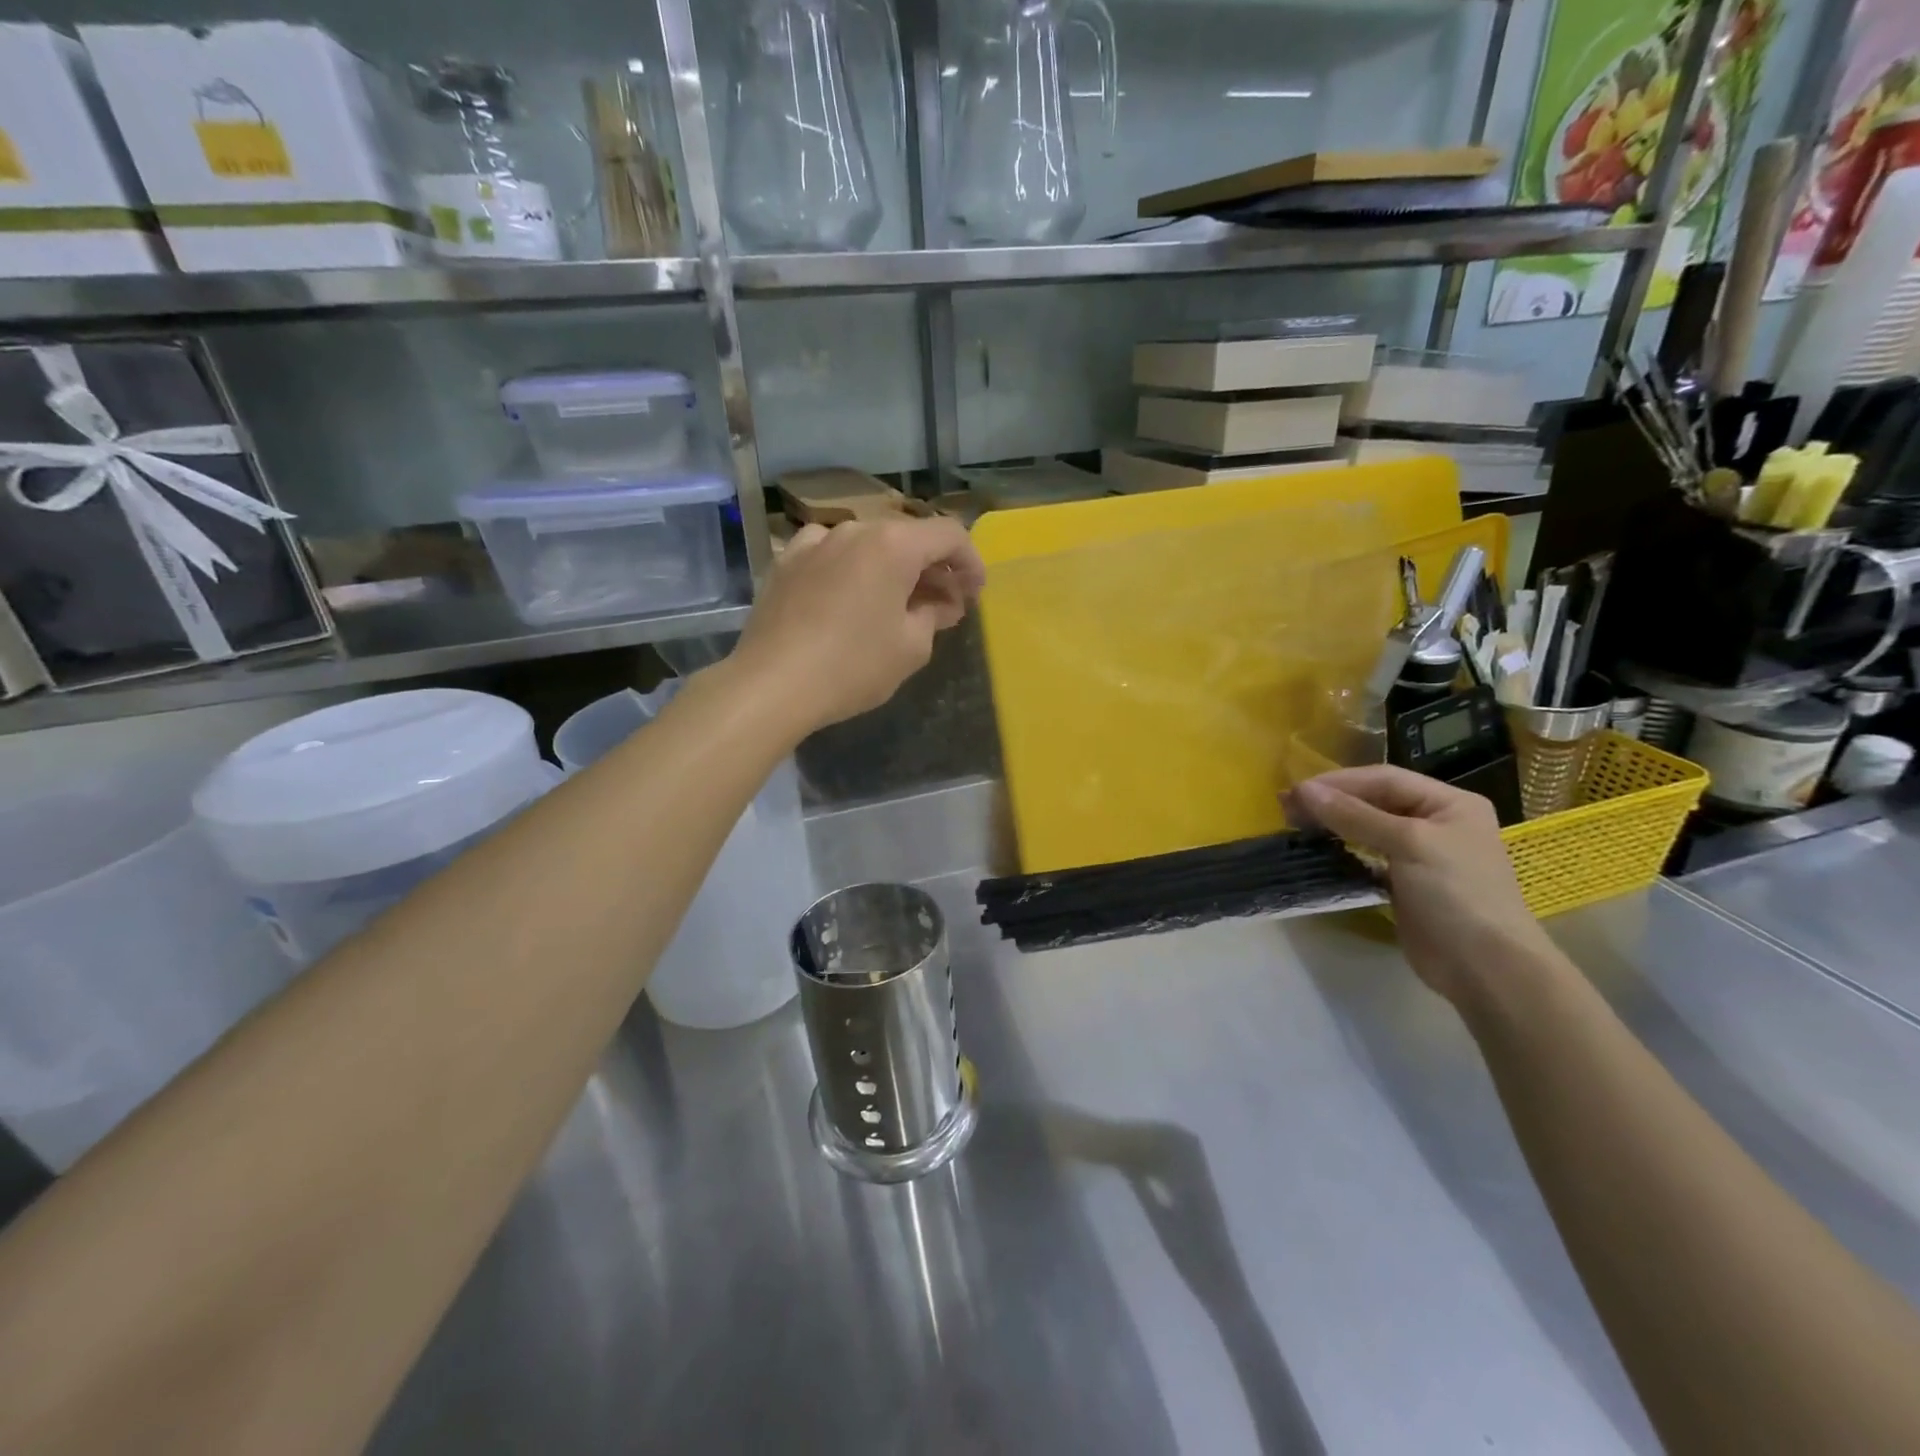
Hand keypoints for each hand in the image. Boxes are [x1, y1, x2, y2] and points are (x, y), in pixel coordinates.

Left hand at [729, 516, 985, 733]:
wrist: (771, 684)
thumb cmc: (853, 666)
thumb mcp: (911, 648)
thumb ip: (934, 615)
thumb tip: (942, 603)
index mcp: (893, 544)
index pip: (949, 535)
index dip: (971, 562)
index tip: (975, 593)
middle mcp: (854, 530)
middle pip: (907, 537)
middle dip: (932, 568)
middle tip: (943, 605)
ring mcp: (814, 542)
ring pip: (868, 545)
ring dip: (891, 568)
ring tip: (896, 603)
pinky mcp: (785, 562)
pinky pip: (830, 555)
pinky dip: (851, 570)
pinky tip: (849, 597)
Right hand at [1289, 765, 1553, 1006]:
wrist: (1485, 967)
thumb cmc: (1456, 893)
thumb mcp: (1408, 844)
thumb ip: (1354, 815)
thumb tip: (1303, 790)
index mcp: (1449, 803)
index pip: (1384, 779)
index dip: (1339, 782)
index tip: (1296, 791)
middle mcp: (1436, 822)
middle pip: (1375, 800)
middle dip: (1331, 801)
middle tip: (1287, 807)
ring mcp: (1421, 854)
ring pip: (1368, 828)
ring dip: (1333, 824)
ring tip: (1295, 825)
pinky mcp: (1405, 884)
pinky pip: (1367, 856)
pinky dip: (1342, 850)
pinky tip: (1319, 850)